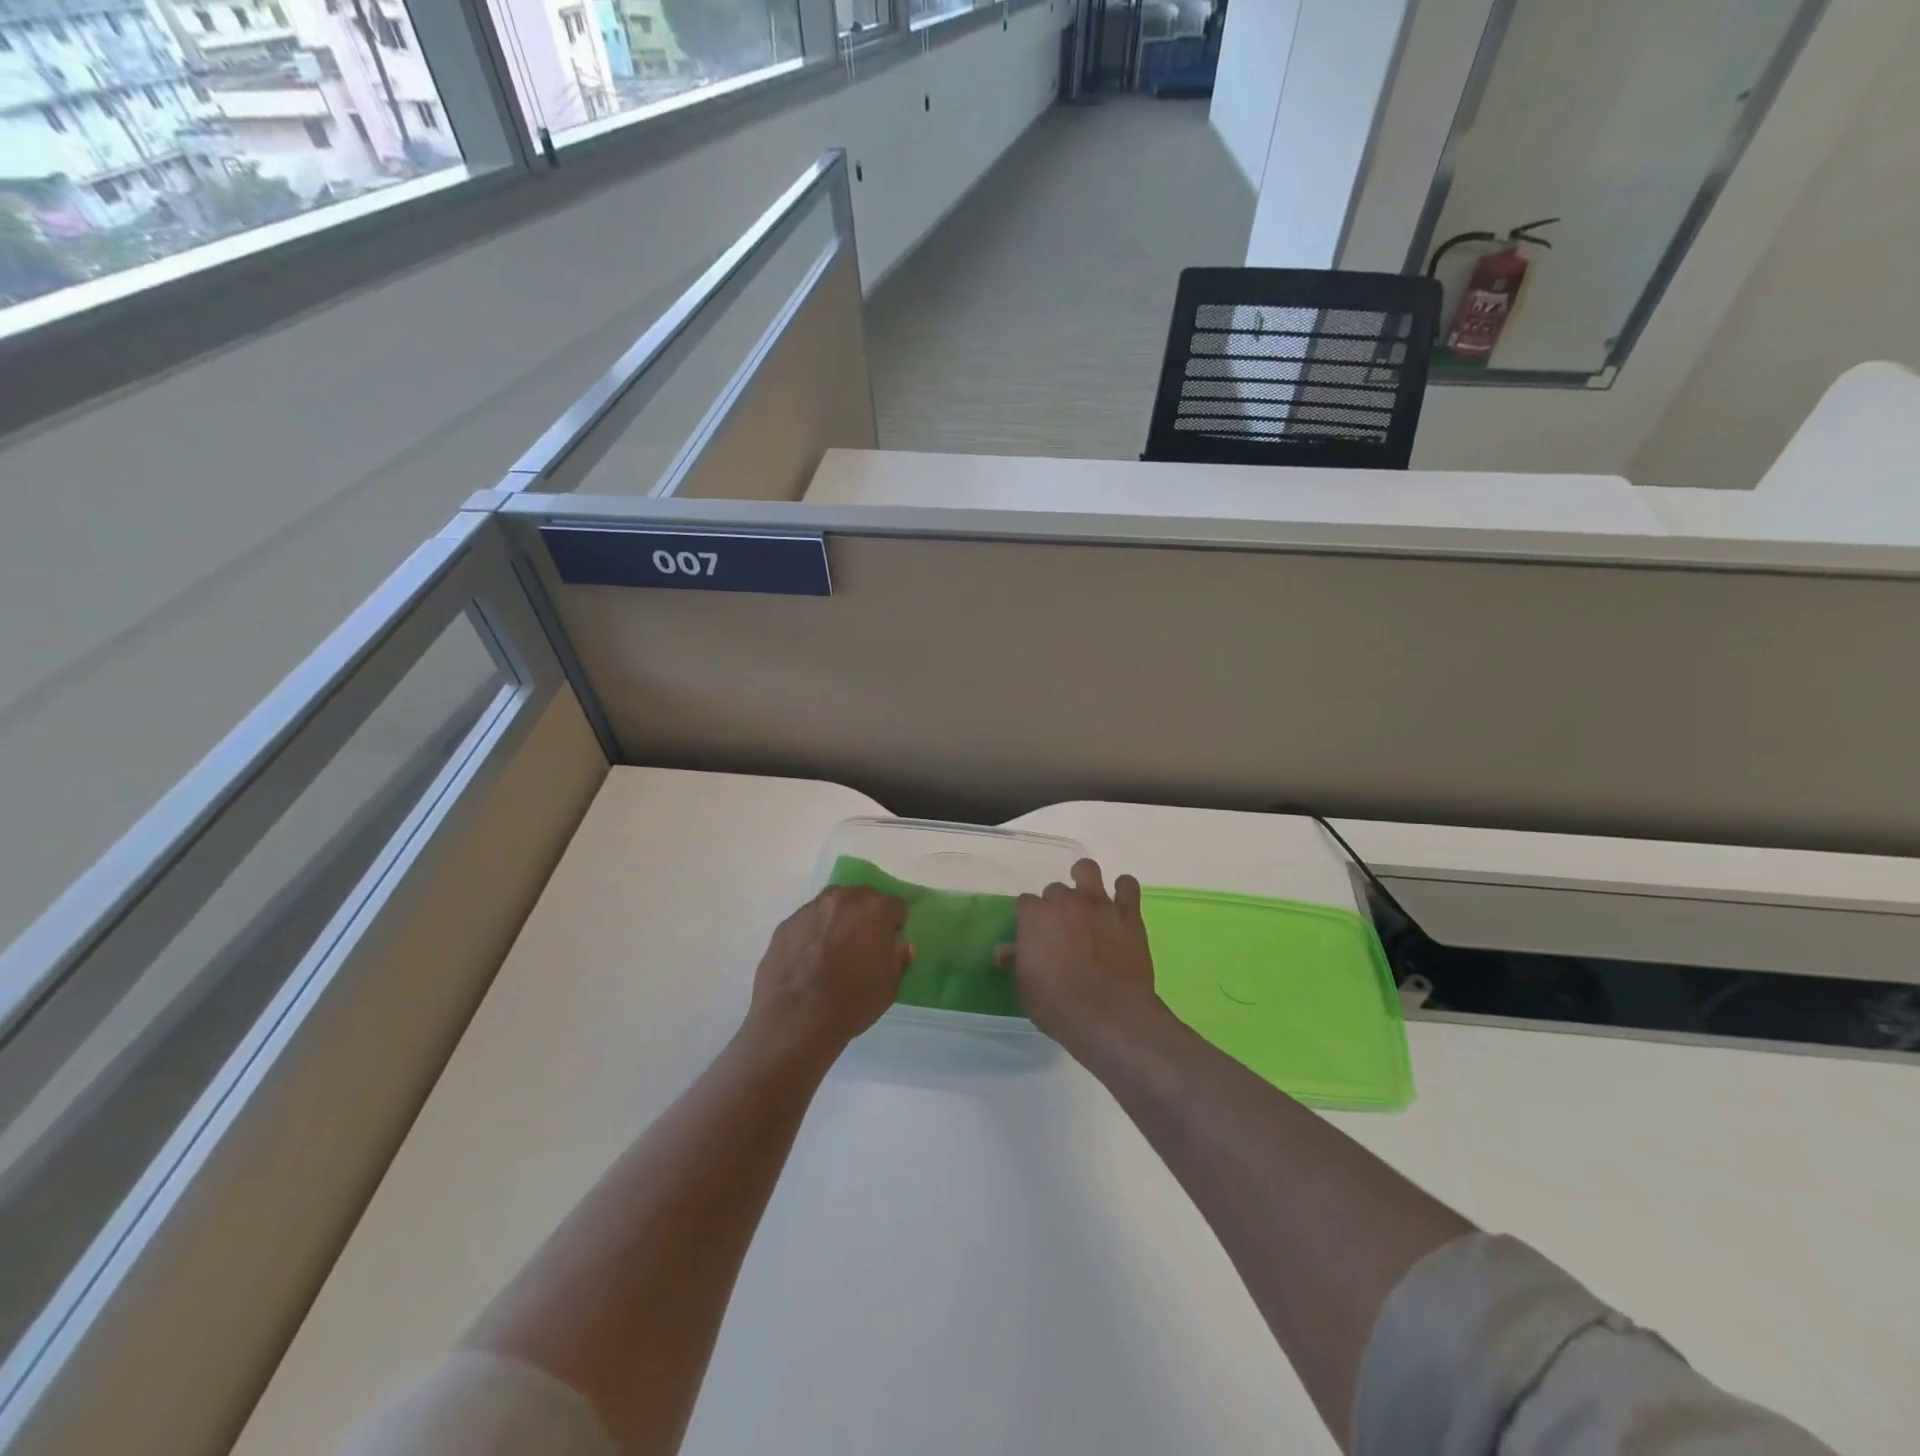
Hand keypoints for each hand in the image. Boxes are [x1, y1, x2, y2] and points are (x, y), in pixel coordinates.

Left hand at [748, 885, 911, 1055]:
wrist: (797, 1019)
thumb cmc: (853, 1001)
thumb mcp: (890, 986)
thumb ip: (899, 957)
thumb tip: (900, 944)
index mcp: (875, 909)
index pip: (895, 907)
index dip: (895, 926)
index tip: (890, 944)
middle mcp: (843, 899)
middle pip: (861, 899)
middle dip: (865, 917)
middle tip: (862, 945)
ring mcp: (810, 909)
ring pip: (831, 908)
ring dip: (836, 921)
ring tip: (832, 952)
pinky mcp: (785, 925)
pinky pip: (806, 924)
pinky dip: (811, 935)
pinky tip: (808, 961)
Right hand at [1002, 859, 1163, 1058]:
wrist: (1110, 1014)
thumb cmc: (1058, 1005)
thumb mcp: (1026, 987)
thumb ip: (1018, 960)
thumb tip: (1005, 950)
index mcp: (1035, 916)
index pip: (1025, 903)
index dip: (1029, 919)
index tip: (1034, 936)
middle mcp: (1065, 901)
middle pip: (1055, 889)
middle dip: (1056, 906)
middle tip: (1062, 929)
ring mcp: (1098, 903)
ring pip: (1087, 869)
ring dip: (1084, 879)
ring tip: (1087, 899)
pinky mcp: (1128, 913)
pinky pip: (1127, 885)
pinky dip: (1123, 890)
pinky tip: (1120, 905)